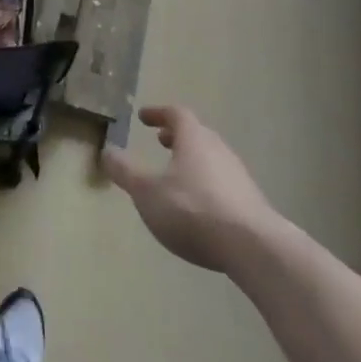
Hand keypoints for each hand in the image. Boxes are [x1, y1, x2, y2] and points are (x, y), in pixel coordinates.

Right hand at [103, 105, 283, 273]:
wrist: (253, 247)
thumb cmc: (193, 210)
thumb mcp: (147, 192)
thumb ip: (125, 172)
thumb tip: (106, 151)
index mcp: (194, 139)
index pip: (176, 114)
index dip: (158, 113)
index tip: (143, 117)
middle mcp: (218, 149)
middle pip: (197, 135)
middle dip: (177, 137)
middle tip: (161, 142)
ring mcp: (239, 176)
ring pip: (212, 159)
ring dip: (193, 161)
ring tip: (177, 176)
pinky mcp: (251, 203)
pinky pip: (223, 183)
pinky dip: (206, 185)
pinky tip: (199, 207)